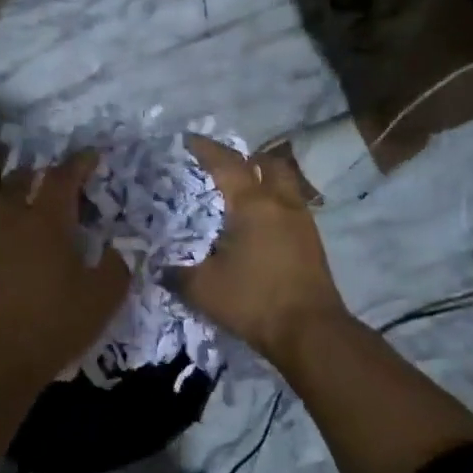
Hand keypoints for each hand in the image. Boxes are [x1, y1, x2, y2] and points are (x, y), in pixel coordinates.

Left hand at [0, 155, 129, 384]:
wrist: (6, 356)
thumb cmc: (58, 319)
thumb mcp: (104, 293)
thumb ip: (117, 263)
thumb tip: (121, 247)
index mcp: (47, 220)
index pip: (62, 178)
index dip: (79, 163)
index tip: (94, 155)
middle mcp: (19, 223)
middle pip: (22, 181)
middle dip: (41, 170)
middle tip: (61, 173)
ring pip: (7, 202)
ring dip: (24, 190)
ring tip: (44, 197)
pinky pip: (4, 224)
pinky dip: (19, 216)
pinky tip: (34, 233)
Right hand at [173, 136, 350, 360]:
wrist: (311, 332)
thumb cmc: (254, 300)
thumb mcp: (203, 289)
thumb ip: (177, 273)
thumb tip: (159, 268)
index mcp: (251, 204)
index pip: (226, 163)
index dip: (205, 148)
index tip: (188, 140)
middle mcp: (280, 203)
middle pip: (267, 163)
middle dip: (246, 159)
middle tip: (224, 167)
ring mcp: (302, 220)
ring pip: (284, 183)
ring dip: (265, 180)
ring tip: (242, 194)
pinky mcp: (312, 241)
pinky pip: (291, 206)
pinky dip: (274, 203)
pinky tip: (260, 225)